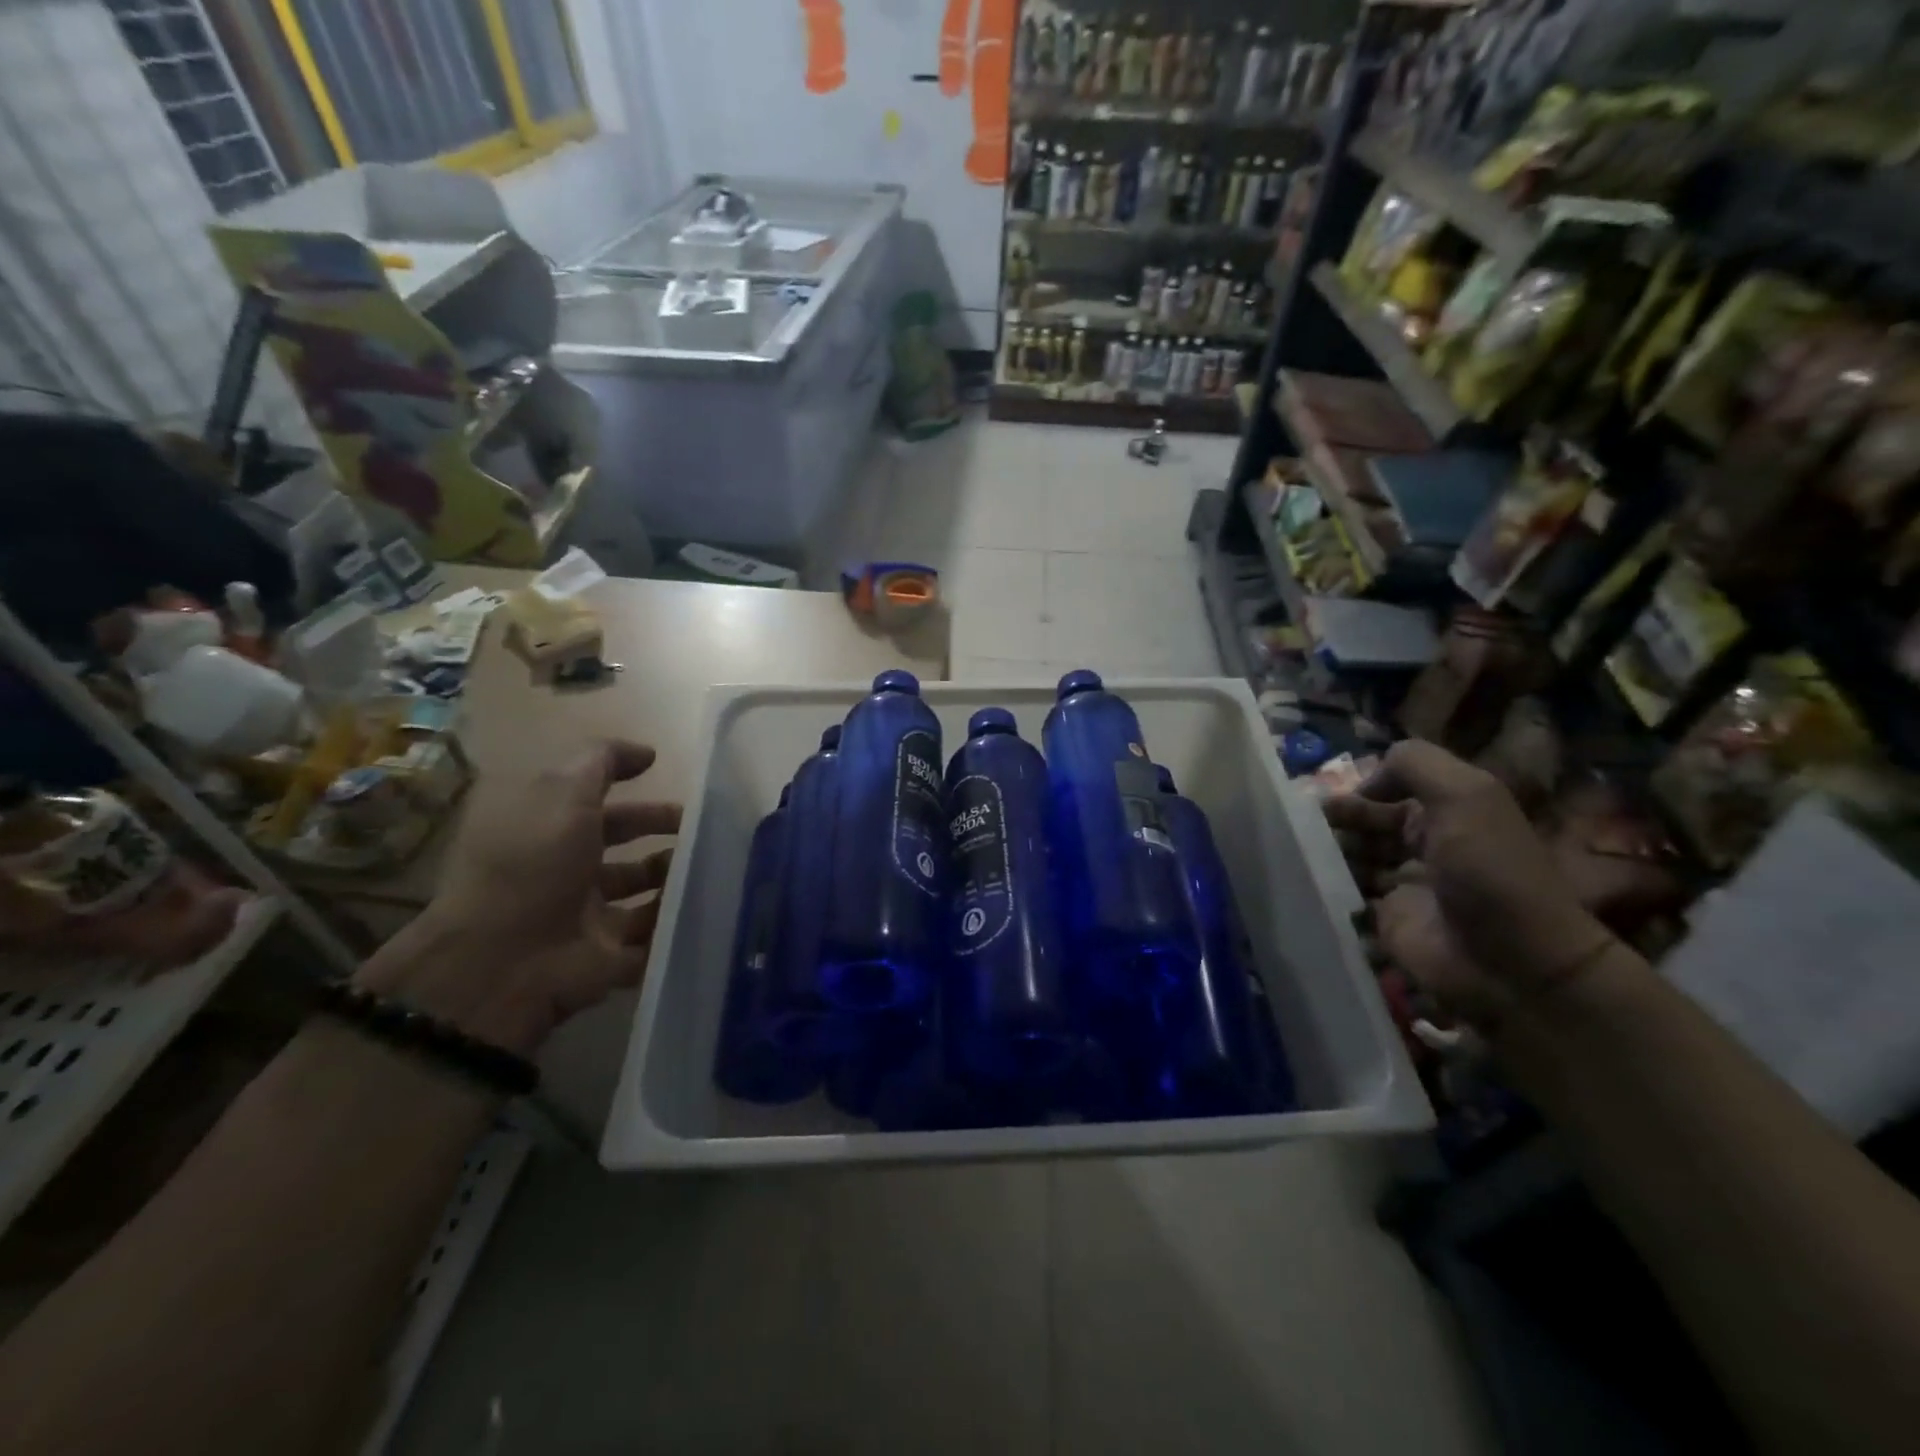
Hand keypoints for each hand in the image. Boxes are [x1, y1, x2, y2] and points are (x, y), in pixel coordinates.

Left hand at [357, 741, 681, 1057]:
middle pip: (626, 850)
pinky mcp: (610, 960)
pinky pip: (653, 939)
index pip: (600, 807)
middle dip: (665, 837)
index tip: (678, 786)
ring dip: (677, 880)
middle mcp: (567, 874)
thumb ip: (602, 762)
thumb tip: (646, 753)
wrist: (505, 959)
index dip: (634, 790)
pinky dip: (678, 925)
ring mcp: (588, 920)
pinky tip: (708, 906)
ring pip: (645, 896)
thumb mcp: (561, 793)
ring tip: (709, 869)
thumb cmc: (531, 863)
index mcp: (549, 834)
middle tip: (705, 832)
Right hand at [1326, 741, 1615, 1026]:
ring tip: (1300, 855)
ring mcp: (1403, 886)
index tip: (1319, 797)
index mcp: (1444, 812)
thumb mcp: (1465, 795)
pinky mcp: (1386, 922)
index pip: (1388, 790)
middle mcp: (1422, 845)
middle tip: (1299, 827)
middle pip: (1365, 824)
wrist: (1514, 962)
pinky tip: (1307, 882)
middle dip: (1334, 822)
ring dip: (1325, 853)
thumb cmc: (1488, 870)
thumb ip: (1414, 765)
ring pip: (1351, 858)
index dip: (1356, 790)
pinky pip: (1347, 898)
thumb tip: (1364, 782)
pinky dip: (1326, 889)